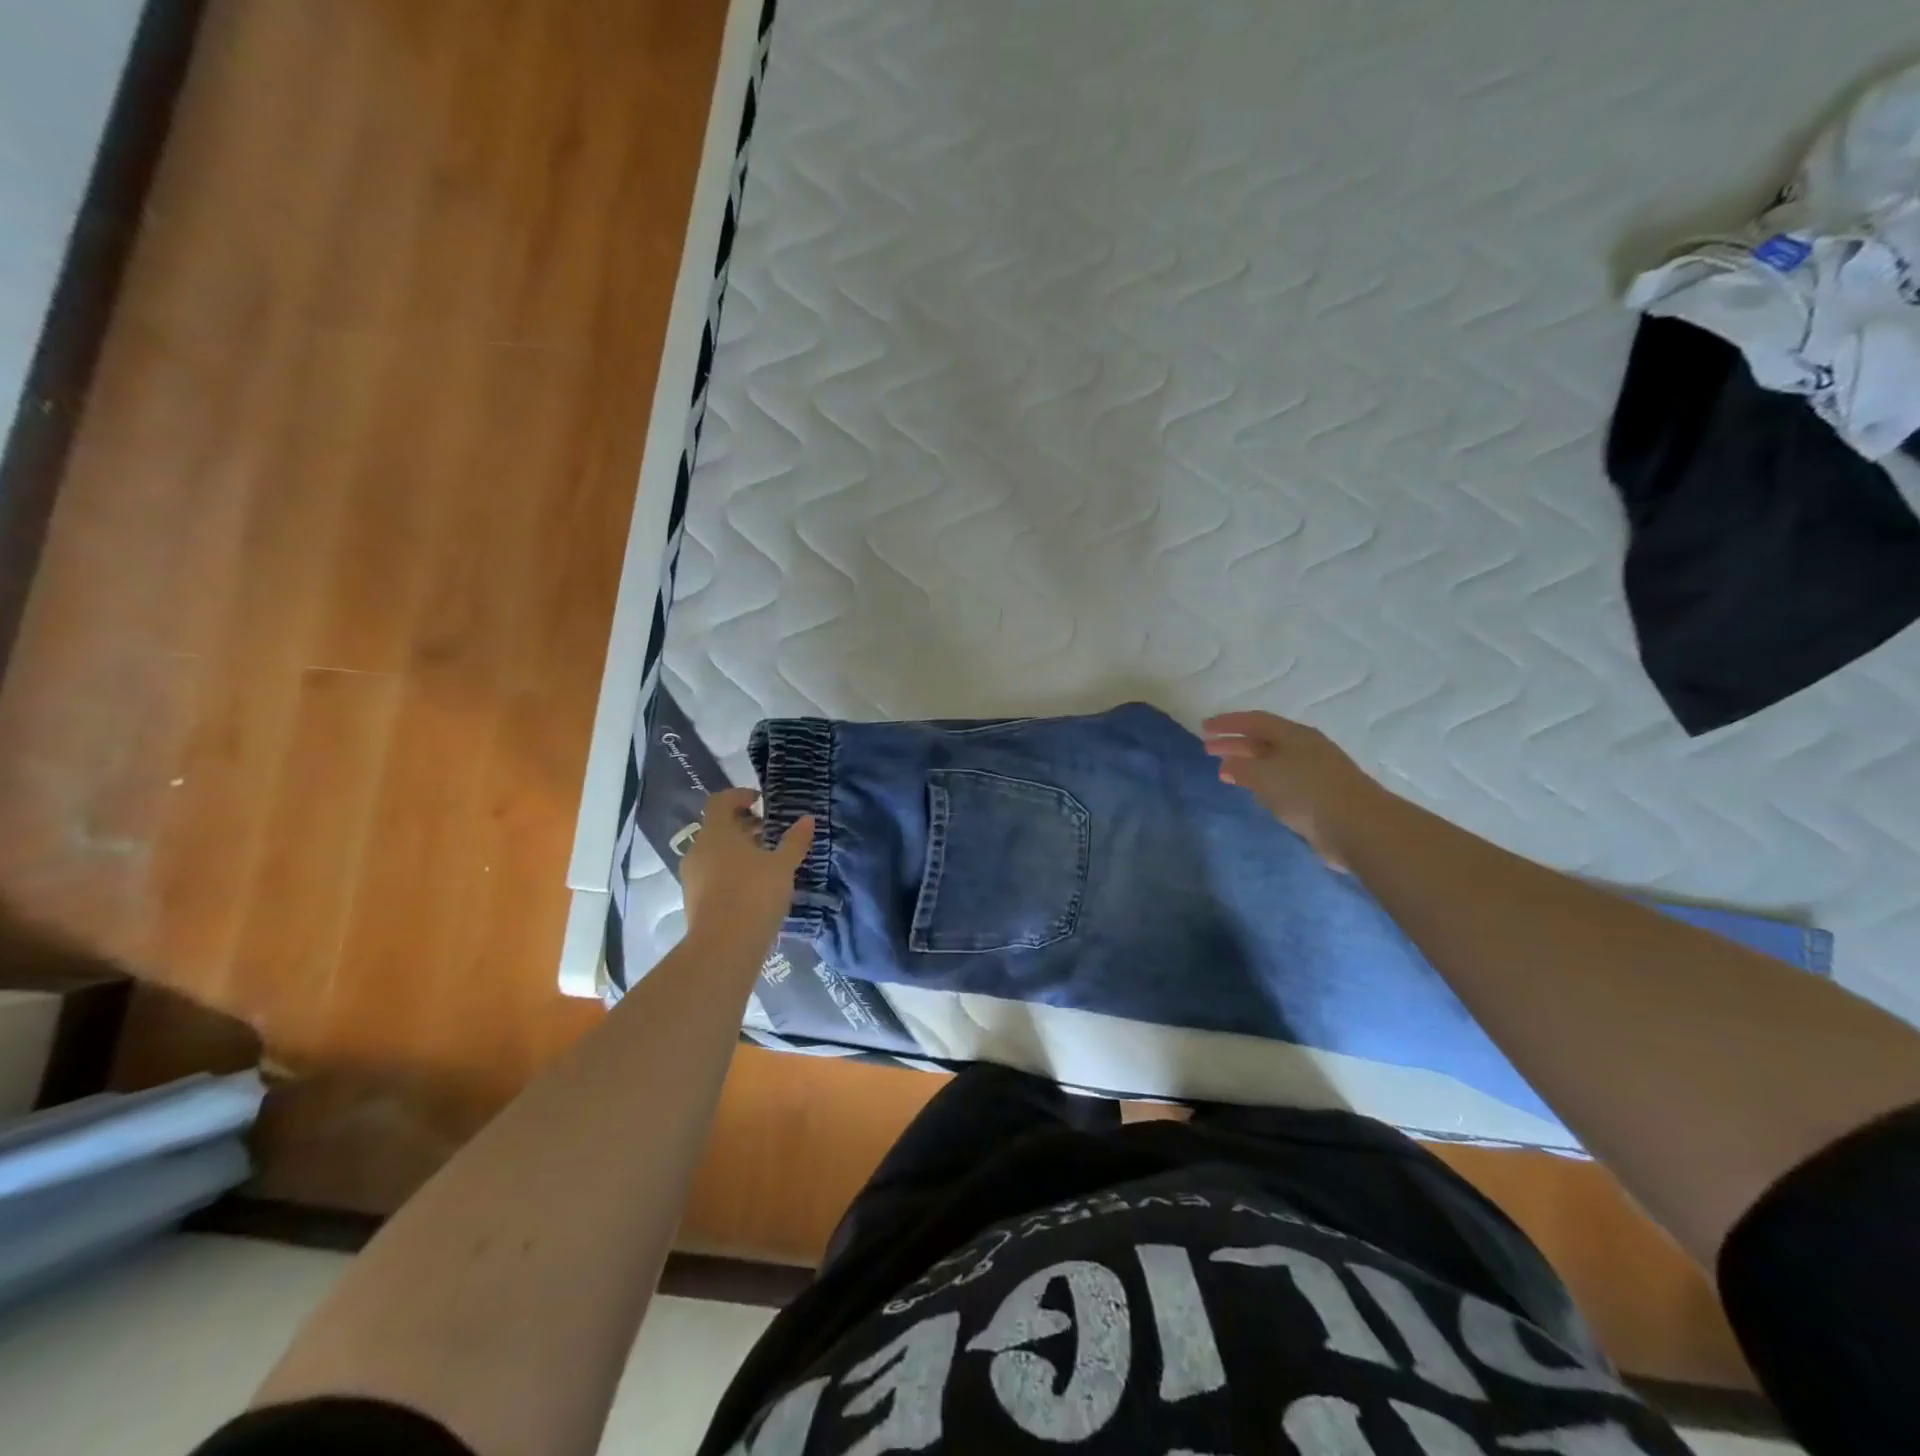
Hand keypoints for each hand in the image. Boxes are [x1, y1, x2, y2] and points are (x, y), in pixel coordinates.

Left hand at [680, 788, 814, 950]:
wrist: (724, 946)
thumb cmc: (754, 894)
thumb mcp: (782, 865)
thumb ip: (794, 841)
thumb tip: (807, 819)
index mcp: (716, 832)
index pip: (720, 801)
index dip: (739, 796)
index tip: (760, 801)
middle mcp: (698, 849)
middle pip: (717, 827)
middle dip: (742, 826)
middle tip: (769, 832)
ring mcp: (692, 876)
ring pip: (714, 852)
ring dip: (737, 850)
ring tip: (764, 861)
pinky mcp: (693, 899)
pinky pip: (711, 874)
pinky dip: (730, 871)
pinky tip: (752, 886)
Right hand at [1202, 711, 1381, 868]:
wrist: (1358, 826)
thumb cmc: (1306, 792)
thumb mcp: (1264, 776)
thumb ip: (1241, 768)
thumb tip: (1227, 765)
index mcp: (1294, 735)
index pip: (1254, 720)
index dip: (1227, 723)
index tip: (1203, 728)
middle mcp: (1305, 748)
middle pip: (1263, 740)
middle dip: (1235, 743)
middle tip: (1208, 749)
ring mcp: (1315, 771)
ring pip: (1273, 761)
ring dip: (1248, 764)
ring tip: (1226, 771)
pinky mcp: (1320, 795)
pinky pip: (1283, 781)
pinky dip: (1263, 782)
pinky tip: (1255, 792)